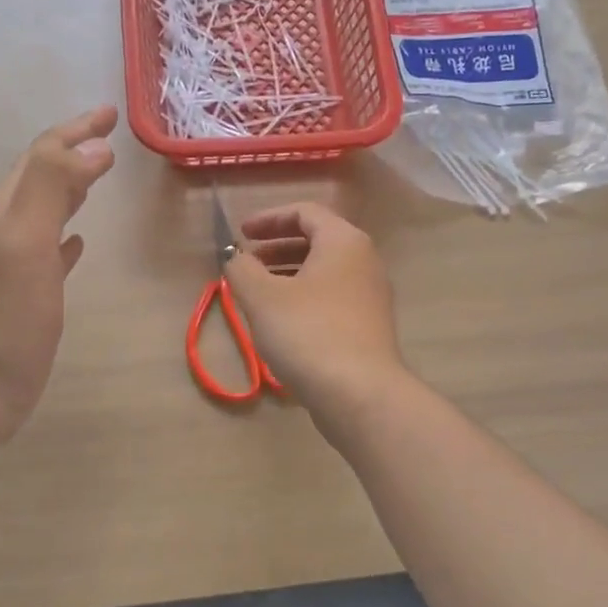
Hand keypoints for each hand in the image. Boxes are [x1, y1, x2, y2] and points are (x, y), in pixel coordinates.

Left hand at [0, 106, 117, 444]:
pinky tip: (80, 243)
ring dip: (72, 189)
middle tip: (109, 136)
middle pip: (43, 176)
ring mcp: (19, 265)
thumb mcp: (24, 241)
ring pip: (47, 212)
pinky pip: (52, 255)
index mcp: (10, 210)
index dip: (75, 130)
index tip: (110, 113)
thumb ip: (53, 187)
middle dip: (74, 151)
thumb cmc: (2, 315)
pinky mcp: (30, 297)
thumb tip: (95, 146)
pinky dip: (68, 239)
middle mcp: (11, 229)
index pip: (44, 155)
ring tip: (99, 175)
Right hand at [223, 202, 404, 417]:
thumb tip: (236, 259)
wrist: (360, 394)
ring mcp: (371, 296)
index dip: (268, 218)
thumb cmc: (308, 333)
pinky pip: (332, 299)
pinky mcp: (369, 327)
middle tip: (247, 263)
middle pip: (317, 241)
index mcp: (343, 241)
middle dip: (277, 248)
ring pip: (325, 273)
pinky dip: (304, 299)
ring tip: (257, 294)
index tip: (241, 234)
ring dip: (288, 275)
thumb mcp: (262, 297)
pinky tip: (282, 323)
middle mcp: (364, 261)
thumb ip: (242, 269)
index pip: (305, 212)